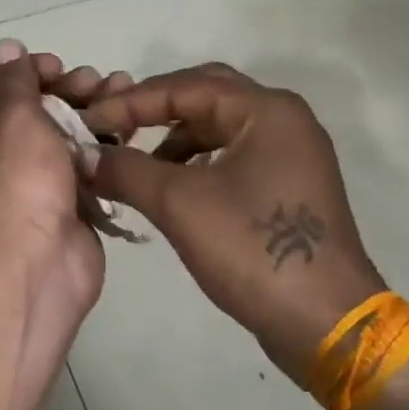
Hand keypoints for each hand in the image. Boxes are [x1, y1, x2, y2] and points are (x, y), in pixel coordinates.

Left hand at [0, 40, 132, 390]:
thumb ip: (15, 80)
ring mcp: (29, 181)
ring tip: (122, 92)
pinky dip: (102, 144)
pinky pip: (82, 163)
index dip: (27, 71)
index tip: (58, 66)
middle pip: (32, 109)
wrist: (35, 262)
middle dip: (67, 89)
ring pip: (62, 134)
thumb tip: (4, 47)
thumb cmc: (17, 179)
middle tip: (97, 81)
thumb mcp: (13, 117)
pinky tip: (128, 126)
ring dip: (91, 110)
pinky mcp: (62, 201)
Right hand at [81, 64, 385, 385]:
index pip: (185, 86)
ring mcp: (290, 154)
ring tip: (134, 162)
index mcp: (267, 110)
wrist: (325, 323)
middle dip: (154, 109)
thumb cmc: (253, 250)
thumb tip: (82, 156)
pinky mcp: (288, 187)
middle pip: (205, 95)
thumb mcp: (179, 204)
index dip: (130, 102)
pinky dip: (195, 162)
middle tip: (113, 127)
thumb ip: (126, 169)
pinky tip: (169, 185)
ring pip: (219, 127)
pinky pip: (232, 155)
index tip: (89, 123)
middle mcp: (284, 120)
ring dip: (174, 137)